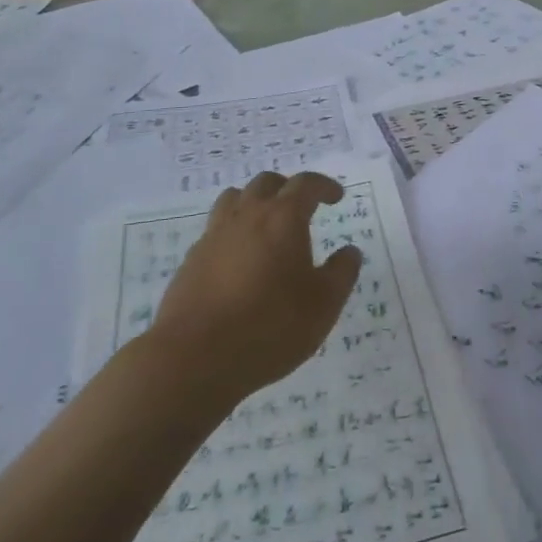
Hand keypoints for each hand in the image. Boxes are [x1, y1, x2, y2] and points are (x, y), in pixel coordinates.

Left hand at [150, 171, 361, 401]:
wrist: (195, 357)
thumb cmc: (270, 326)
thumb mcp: (323, 305)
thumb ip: (341, 273)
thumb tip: (350, 252)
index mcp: (283, 218)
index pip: (306, 185)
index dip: (324, 186)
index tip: (336, 196)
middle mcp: (247, 216)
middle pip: (267, 183)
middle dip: (288, 188)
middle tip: (302, 207)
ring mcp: (214, 235)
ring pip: (234, 198)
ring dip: (254, 202)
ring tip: (266, 224)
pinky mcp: (191, 259)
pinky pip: (215, 229)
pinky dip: (232, 231)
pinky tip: (239, 259)